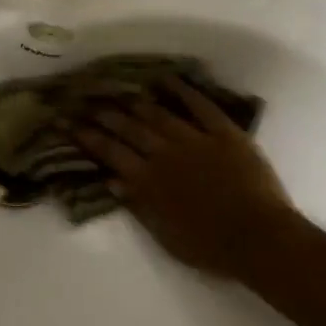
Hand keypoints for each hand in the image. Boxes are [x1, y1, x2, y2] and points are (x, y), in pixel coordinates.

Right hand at [73, 80, 299, 279]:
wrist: (259, 239)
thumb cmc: (209, 247)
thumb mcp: (164, 235)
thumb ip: (138, 204)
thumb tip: (112, 180)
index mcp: (148, 181)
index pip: (109, 153)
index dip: (85, 136)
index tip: (66, 122)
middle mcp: (165, 154)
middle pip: (128, 128)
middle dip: (103, 113)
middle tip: (84, 99)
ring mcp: (195, 140)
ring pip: (158, 114)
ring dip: (135, 101)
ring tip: (118, 90)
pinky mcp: (224, 133)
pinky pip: (200, 106)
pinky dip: (183, 90)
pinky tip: (166, 79)